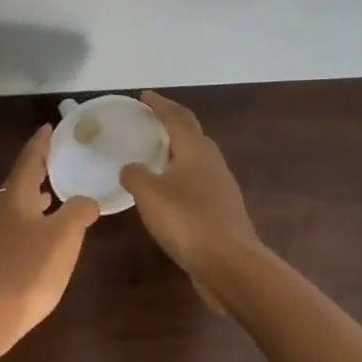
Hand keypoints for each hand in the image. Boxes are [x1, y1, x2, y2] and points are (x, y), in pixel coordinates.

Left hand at [0, 125, 100, 355]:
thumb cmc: (28, 268)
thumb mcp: (64, 236)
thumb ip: (78, 212)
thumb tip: (85, 200)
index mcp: (16, 196)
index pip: (29, 159)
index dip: (41, 143)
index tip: (50, 127)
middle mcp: (0, 209)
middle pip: (19, 181)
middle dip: (38, 169)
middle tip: (57, 159)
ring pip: (15, 205)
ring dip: (34, 196)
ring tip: (53, 194)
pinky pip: (14, 227)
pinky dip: (30, 220)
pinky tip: (41, 235)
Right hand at [120, 90, 263, 308]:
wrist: (231, 265)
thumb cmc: (187, 220)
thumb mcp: (148, 193)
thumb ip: (135, 174)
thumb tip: (130, 168)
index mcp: (195, 152)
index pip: (177, 118)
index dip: (160, 105)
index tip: (144, 96)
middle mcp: (212, 165)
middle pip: (193, 135)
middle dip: (172, 124)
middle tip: (151, 121)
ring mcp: (221, 190)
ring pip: (198, 160)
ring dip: (179, 151)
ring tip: (157, 154)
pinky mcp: (222, 213)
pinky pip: (198, 184)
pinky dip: (181, 177)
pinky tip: (169, 192)